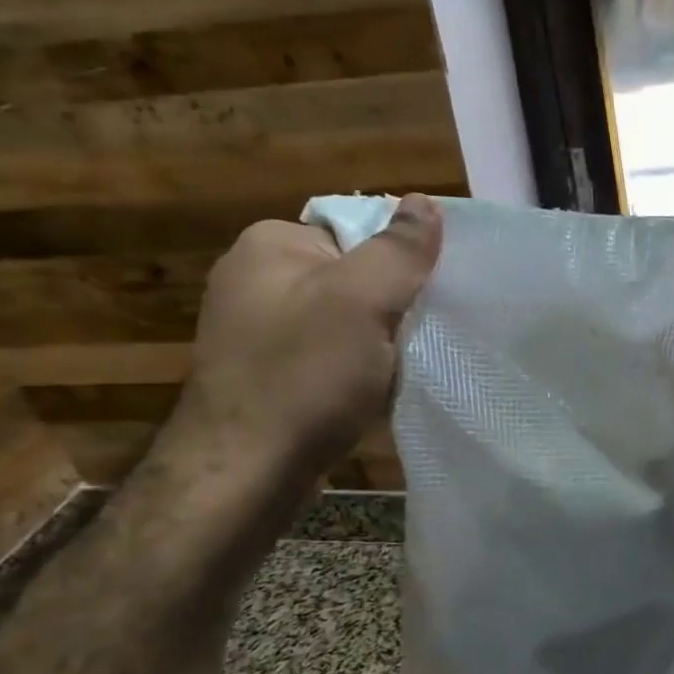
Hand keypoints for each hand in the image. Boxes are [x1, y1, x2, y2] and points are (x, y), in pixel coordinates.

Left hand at [166, 196, 443, 484]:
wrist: (246, 471)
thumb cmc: (305, 376)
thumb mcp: (363, 301)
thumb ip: (398, 250)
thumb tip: (424, 202)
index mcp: (271, 244)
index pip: (357, 231)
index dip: (399, 264)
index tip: (426, 300)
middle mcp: (255, 278)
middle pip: (353, 277)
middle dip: (391, 308)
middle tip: (416, 340)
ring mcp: (255, 329)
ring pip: (344, 321)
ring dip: (376, 344)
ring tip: (397, 371)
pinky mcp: (264, 374)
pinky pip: (327, 356)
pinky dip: (354, 371)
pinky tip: (369, 394)